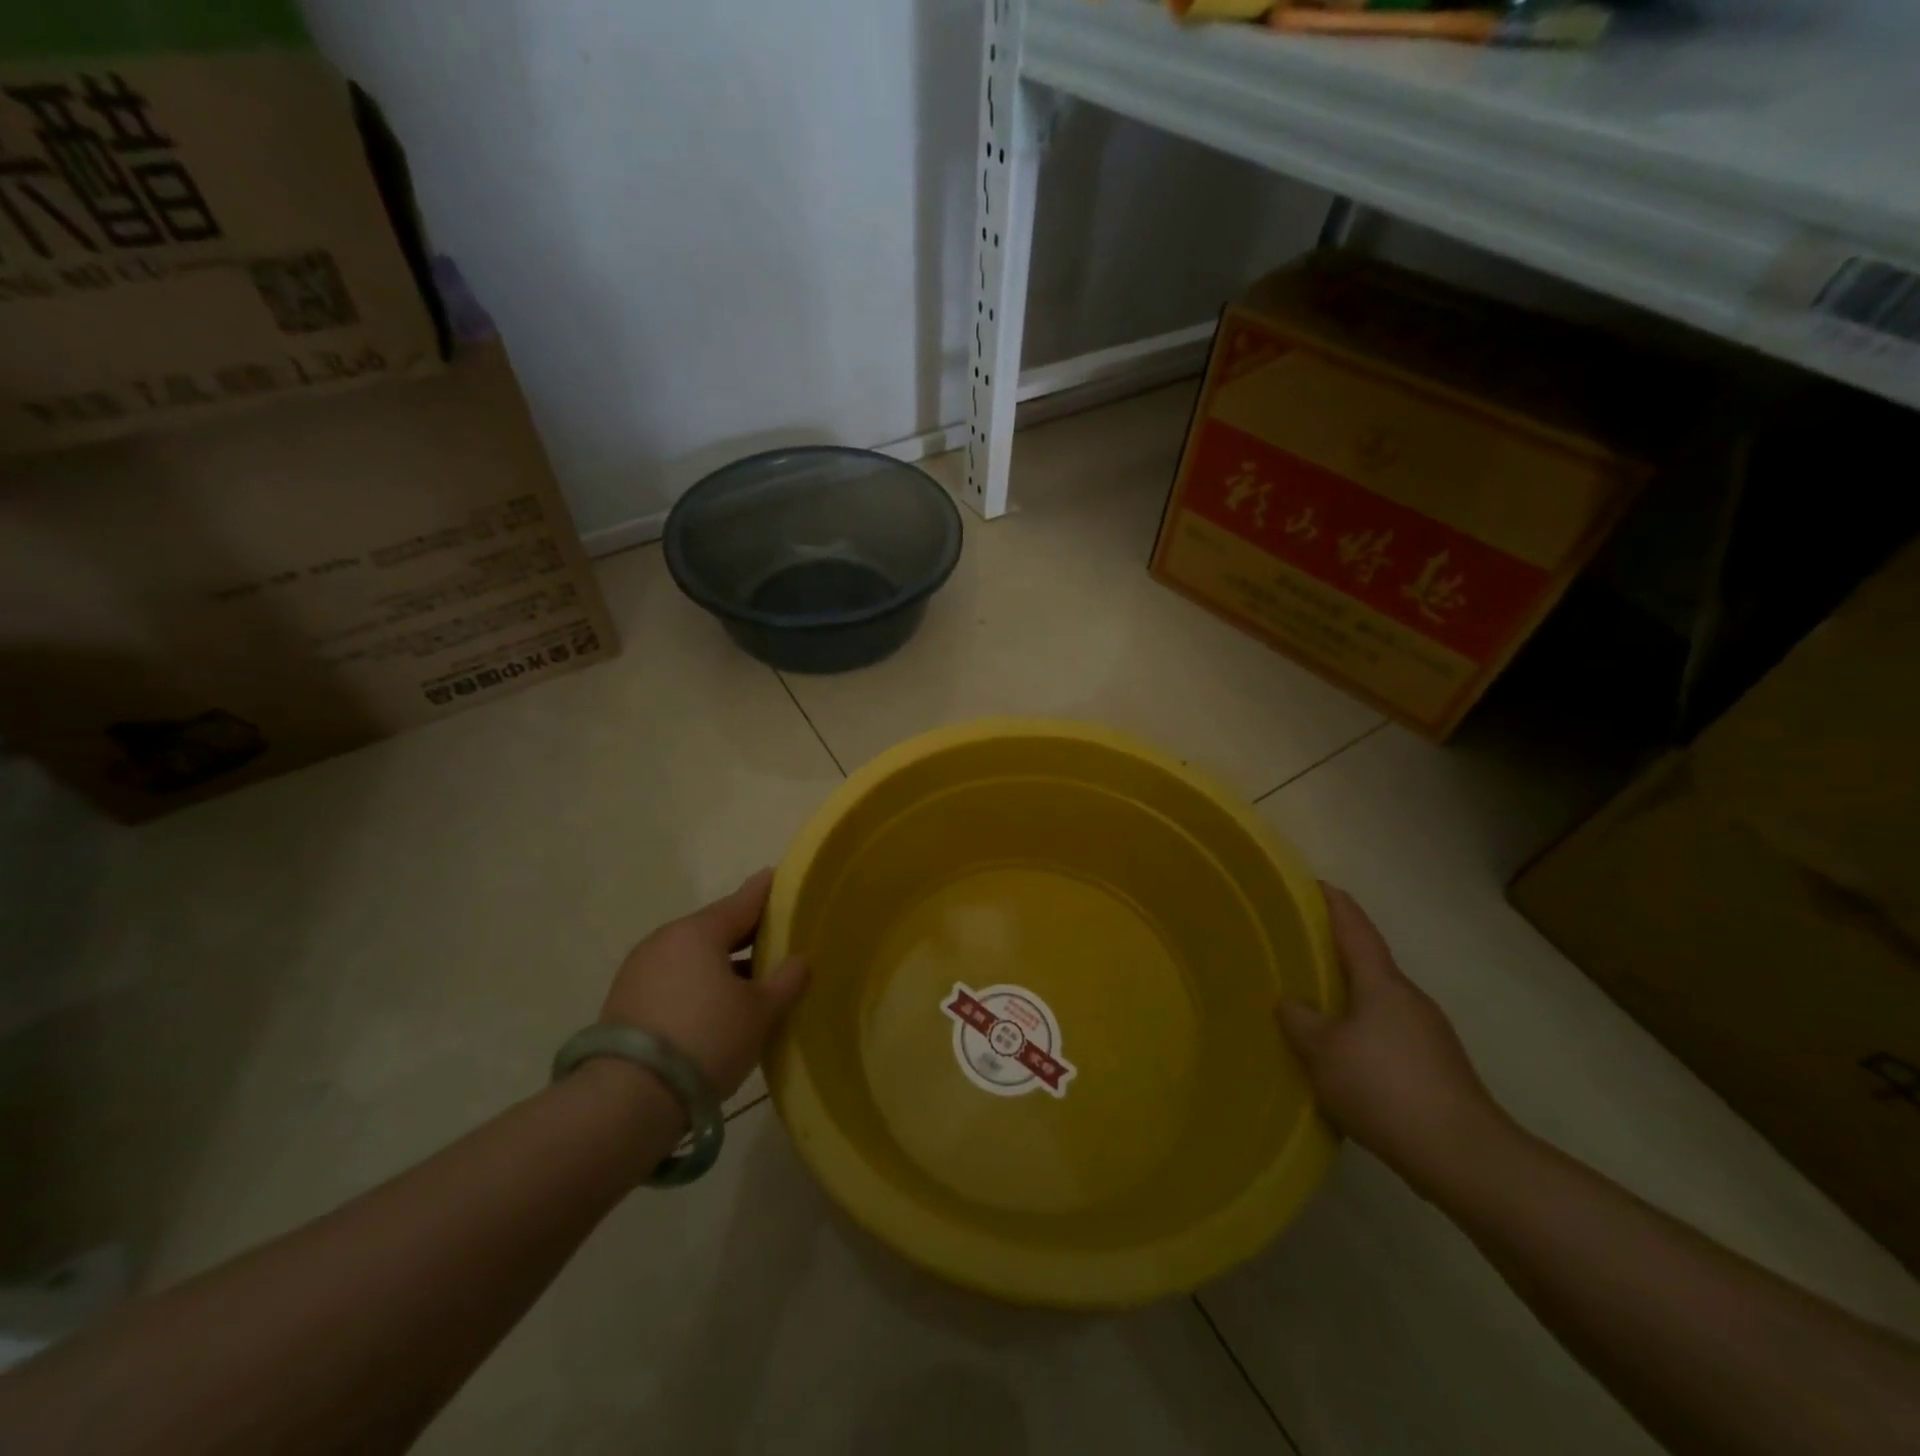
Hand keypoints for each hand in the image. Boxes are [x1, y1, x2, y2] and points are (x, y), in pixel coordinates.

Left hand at [600, 869, 807, 1098]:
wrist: (628, 1099)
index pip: (743, 900)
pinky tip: (717, 1005)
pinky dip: (698, 983)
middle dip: (747, 933)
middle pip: (716, 928)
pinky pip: (675, 979)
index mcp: (699, 931)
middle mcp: (666, 940)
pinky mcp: (625, 1001)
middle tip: (779, 937)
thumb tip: (800, 959)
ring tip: (753, 978)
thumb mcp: (760, 1011)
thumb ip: (786, 980)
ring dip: (722, 962)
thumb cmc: (707, 1039)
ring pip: (694, 955)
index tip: (782, 878)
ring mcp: (640, 970)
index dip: (768, 891)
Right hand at [1278, 885, 1508, 1187]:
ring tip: (1311, 1004)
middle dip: (1335, 952)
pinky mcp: (1436, 1068)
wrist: (1464, 1157)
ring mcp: (1428, 1034)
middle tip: (1296, 949)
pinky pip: (1387, 1033)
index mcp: (1383, 983)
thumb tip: (1292, 1002)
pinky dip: (1361, 1030)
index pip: (1355, 929)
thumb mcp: (1324, 1052)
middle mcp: (1409, 999)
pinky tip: (1342, 1056)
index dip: (1334, 904)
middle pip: (1368, 963)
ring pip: (1377, 1002)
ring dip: (1347, 996)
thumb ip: (1300, 1020)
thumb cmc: (1385, 1088)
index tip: (1314, 884)